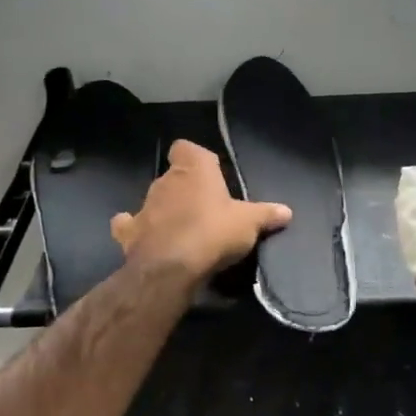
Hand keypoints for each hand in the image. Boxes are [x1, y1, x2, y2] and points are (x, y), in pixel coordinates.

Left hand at [111, 140, 290, 281]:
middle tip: (205, 209)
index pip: (186, 148)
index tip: (209, 172)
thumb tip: (286, 211)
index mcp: (193, 170)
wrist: (172, 268)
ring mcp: (143, 206)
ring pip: (153, 200)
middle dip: (185, 189)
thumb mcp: (250, 223)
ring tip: (183, 229)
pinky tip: (149, 239)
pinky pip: (129, 225)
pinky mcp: (128, 233)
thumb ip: (266, 214)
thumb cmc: (213, 232)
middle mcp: (165, 181)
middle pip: (173, 176)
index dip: (195, 157)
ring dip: (164, 210)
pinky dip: (137, 230)